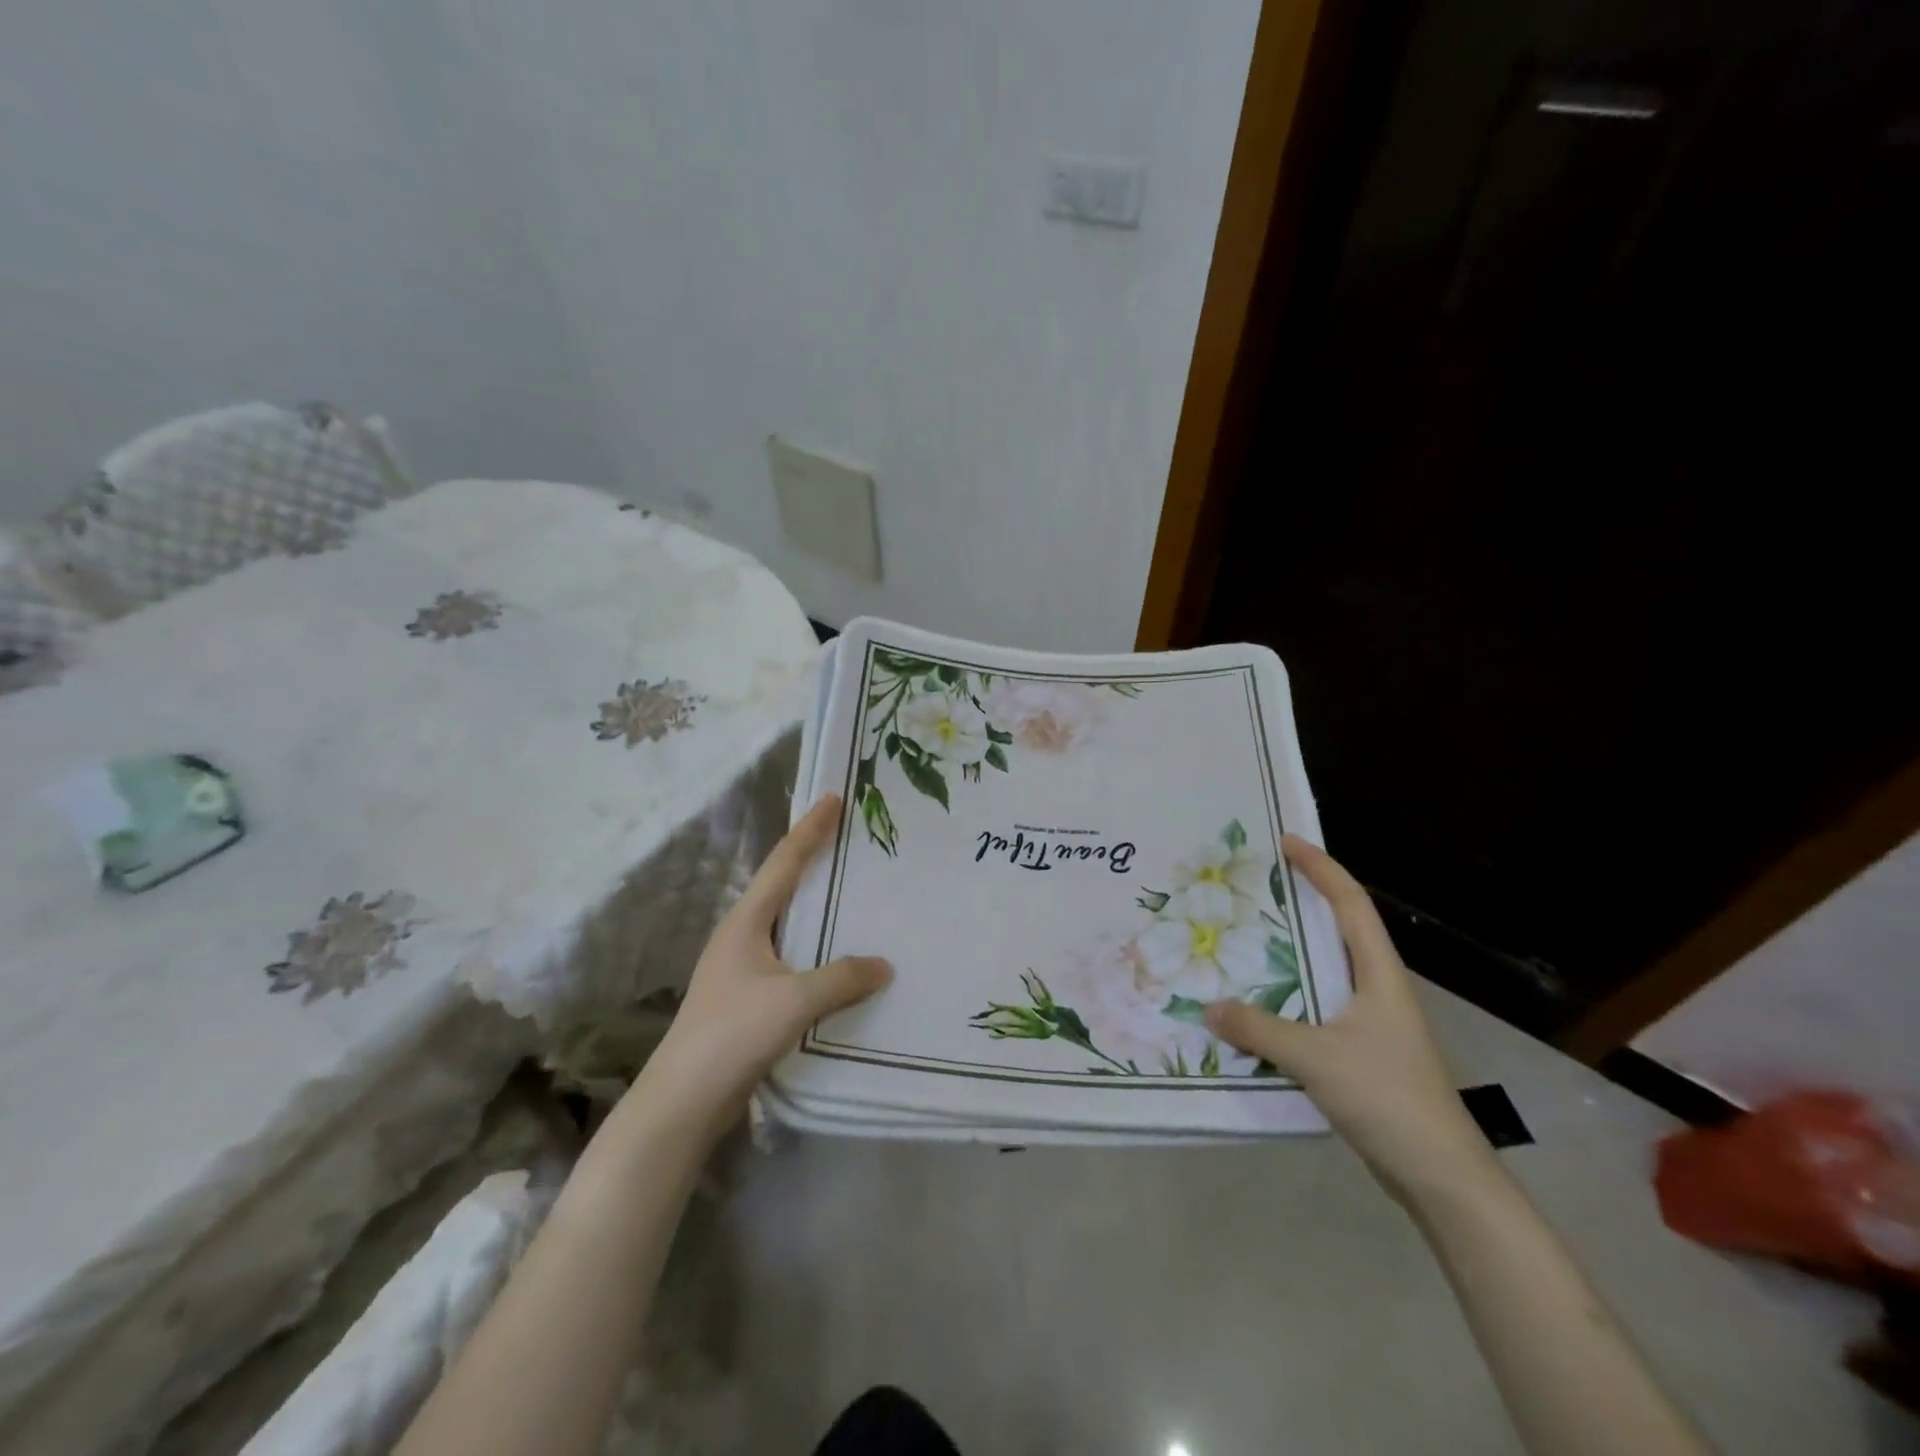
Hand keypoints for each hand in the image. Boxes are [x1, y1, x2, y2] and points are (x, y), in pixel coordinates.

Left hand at [635, 796, 891, 1140]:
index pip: (783, 862)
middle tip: (852, 842)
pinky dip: (817, 950)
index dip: (810, 829)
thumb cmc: (731, 1036)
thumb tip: (884, 965)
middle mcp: (742, 937)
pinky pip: (792, 961)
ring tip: (855, 896)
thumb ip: (841, 978)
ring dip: (818, 908)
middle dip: (815, 861)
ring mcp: (742, 970)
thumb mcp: (793, 1001)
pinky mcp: (749, 1000)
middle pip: (783, 886)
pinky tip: (840, 962)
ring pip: (789, 925)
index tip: (834, 798)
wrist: (682, 1103)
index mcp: (746, 923)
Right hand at [1205, 834, 1497, 1203]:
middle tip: (1255, 886)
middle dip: (1302, 901)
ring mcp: (1372, 1022)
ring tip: (1245, 938)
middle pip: (1339, 929)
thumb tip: (1209, 1007)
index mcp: (1379, 975)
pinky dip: (1287, 995)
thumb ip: (1259, 1029)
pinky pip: (1316, 1007)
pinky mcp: (1361, 1052)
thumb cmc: (1388, 1099)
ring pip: (1325, 970)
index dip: (1321, 868)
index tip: (1287, 842)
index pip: (1350, 904)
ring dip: (1290, 951)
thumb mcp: (1315, 1058)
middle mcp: (1377, 989)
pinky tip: (1257, 1005)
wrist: (1441, 1176)